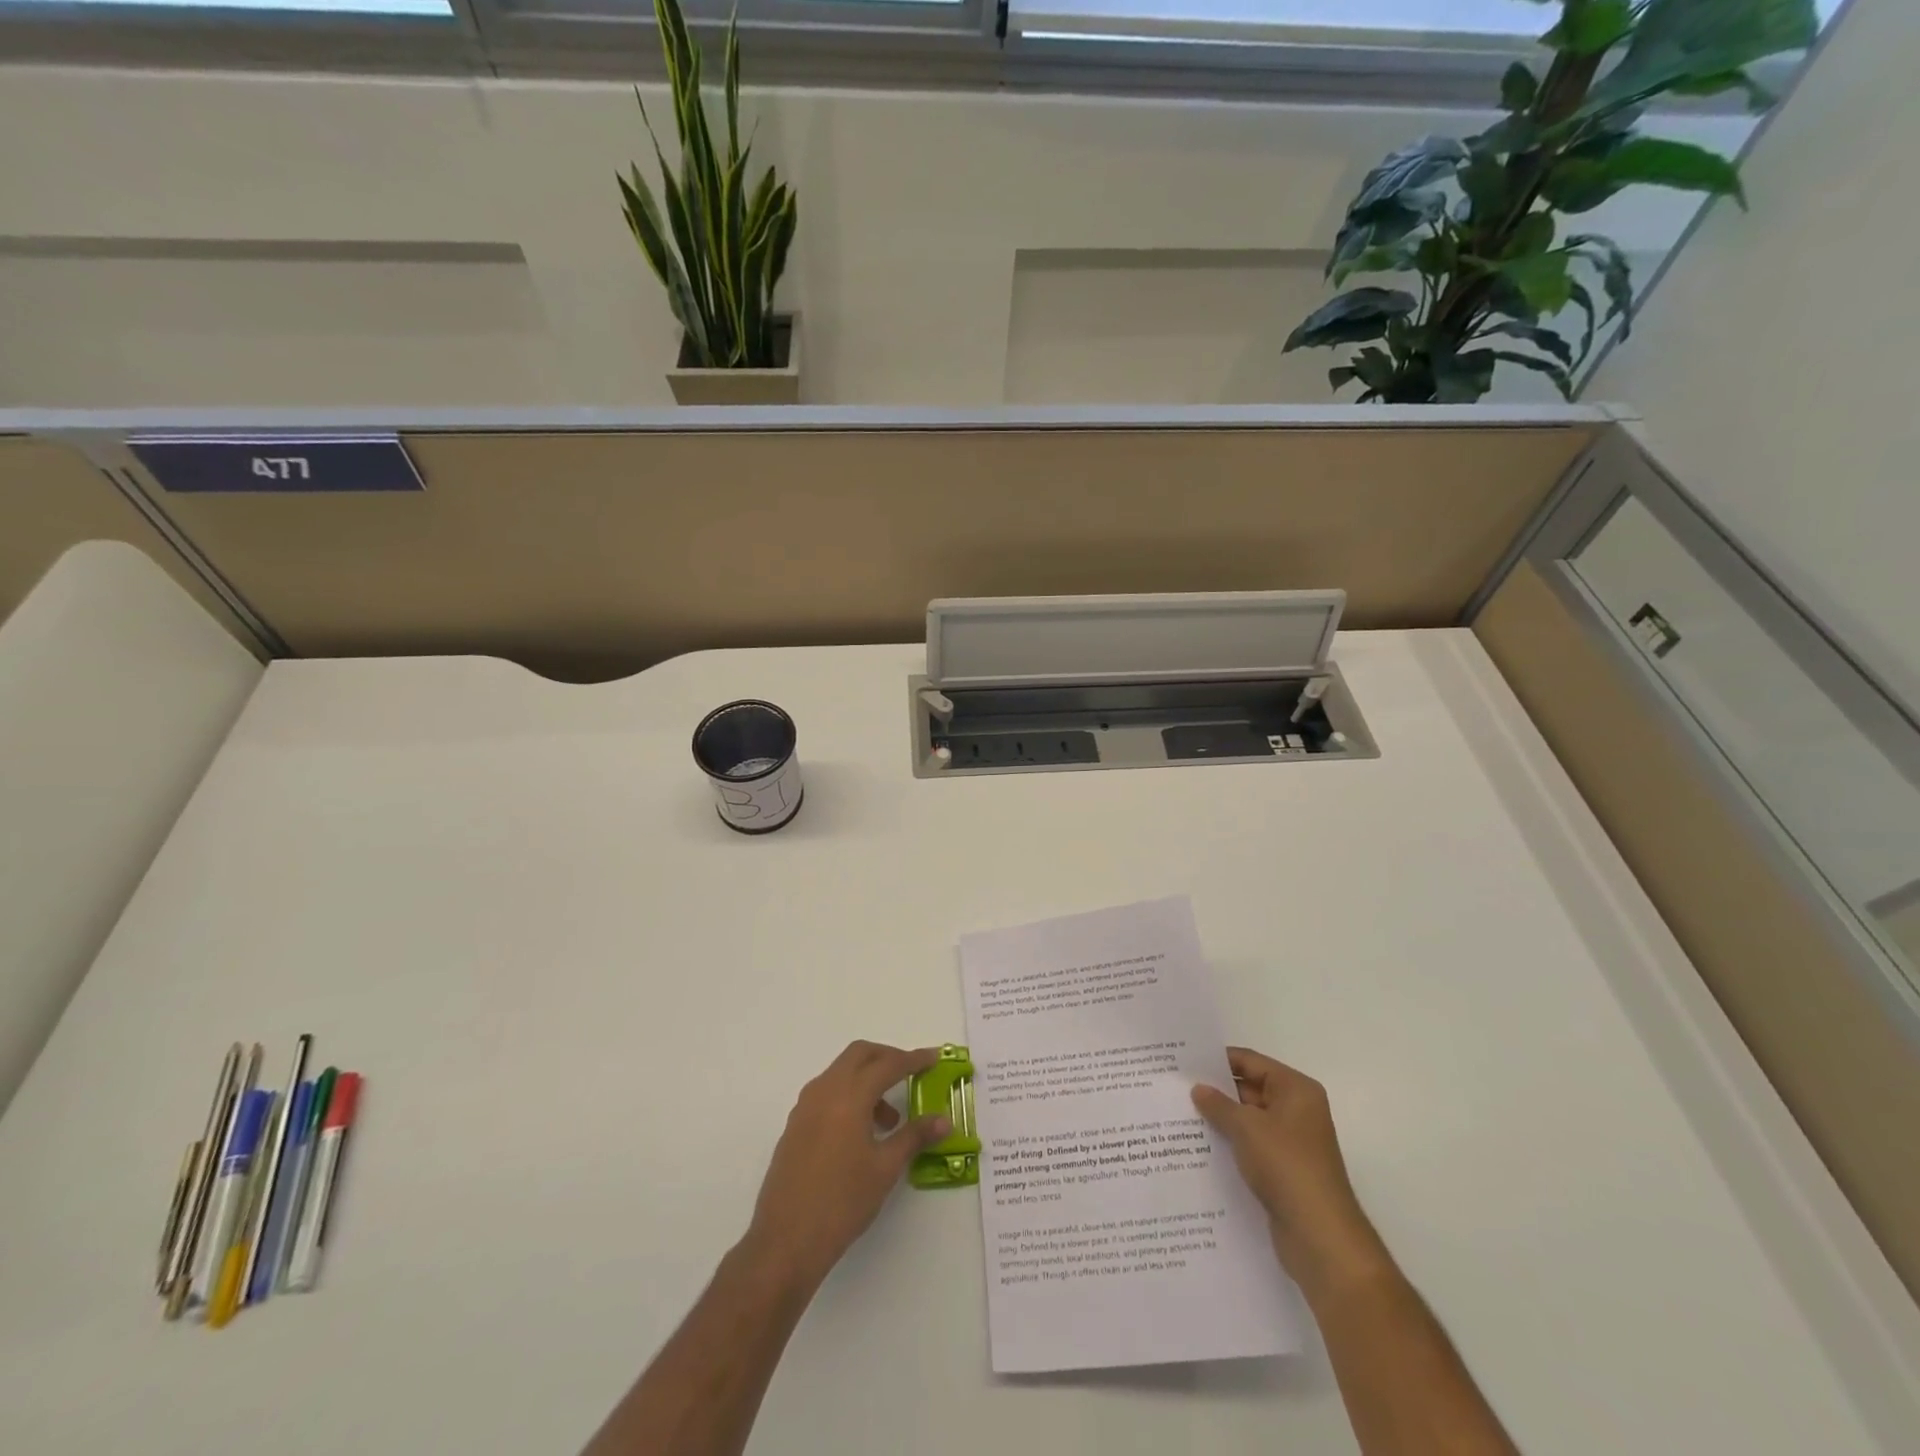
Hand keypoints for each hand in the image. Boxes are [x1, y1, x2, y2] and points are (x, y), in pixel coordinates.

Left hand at [744, 1041, 950, 1289]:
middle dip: (887, 1057)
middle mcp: (824, 1090)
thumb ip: (915, 1136)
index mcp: (848, 1096)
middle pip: (859, 1054)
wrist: (785, 1242)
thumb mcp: (885, 1169)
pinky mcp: (795, 1124)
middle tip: (911, 1075)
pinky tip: (861, 1132)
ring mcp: (805, 1106)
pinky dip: (849, 1095)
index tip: (934, 1057)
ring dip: (867, 1079)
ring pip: (841, 1072)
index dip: (913, 1059)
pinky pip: (827, 1092)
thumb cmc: (842, 1203)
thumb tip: (943, 1120)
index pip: (887, 1064)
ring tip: (889, 1121)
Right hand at [1192, 1047, 1391, 1296]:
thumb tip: (1198, 1089)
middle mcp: (1297, 1110)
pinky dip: (1230, 1144)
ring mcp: (1291, 1142)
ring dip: (1221, 1120)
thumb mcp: (1246, 1127)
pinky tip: (1199, 1147)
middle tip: (1176, 1088)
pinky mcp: (1284, 1170)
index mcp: (1296, 1090)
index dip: (1217, 1061)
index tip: (1184, 1062)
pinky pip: (1251, 1146)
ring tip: (1180, 1116)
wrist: (1320, 1236)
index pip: (1250, 1061)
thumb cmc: (1286, 1166)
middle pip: (1249, 1089)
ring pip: (1248, 1120)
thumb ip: (1218, 1104)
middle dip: (1216, 1091)